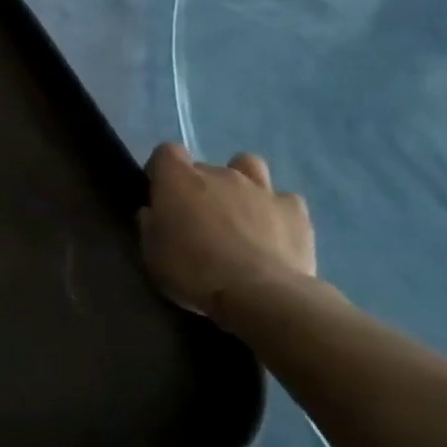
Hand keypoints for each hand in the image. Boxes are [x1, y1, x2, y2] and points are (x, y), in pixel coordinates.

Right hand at [139, 144, 315, 314]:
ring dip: (241, 184)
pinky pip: (283, 199)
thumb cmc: (192, 271)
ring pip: (249, 167)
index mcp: (179, 179)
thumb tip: (153, 212)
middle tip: (198, 219)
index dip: (161, 170)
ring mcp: (262, 188)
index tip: (160, 195)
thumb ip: (151, 223)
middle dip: (200, 187)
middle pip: (206, 167)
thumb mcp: (151, 252)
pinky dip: (276, 211)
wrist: (259, 294)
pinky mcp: (295, 210)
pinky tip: (273, 234)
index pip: (166, 152)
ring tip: (239, 214)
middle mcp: (220, 173)